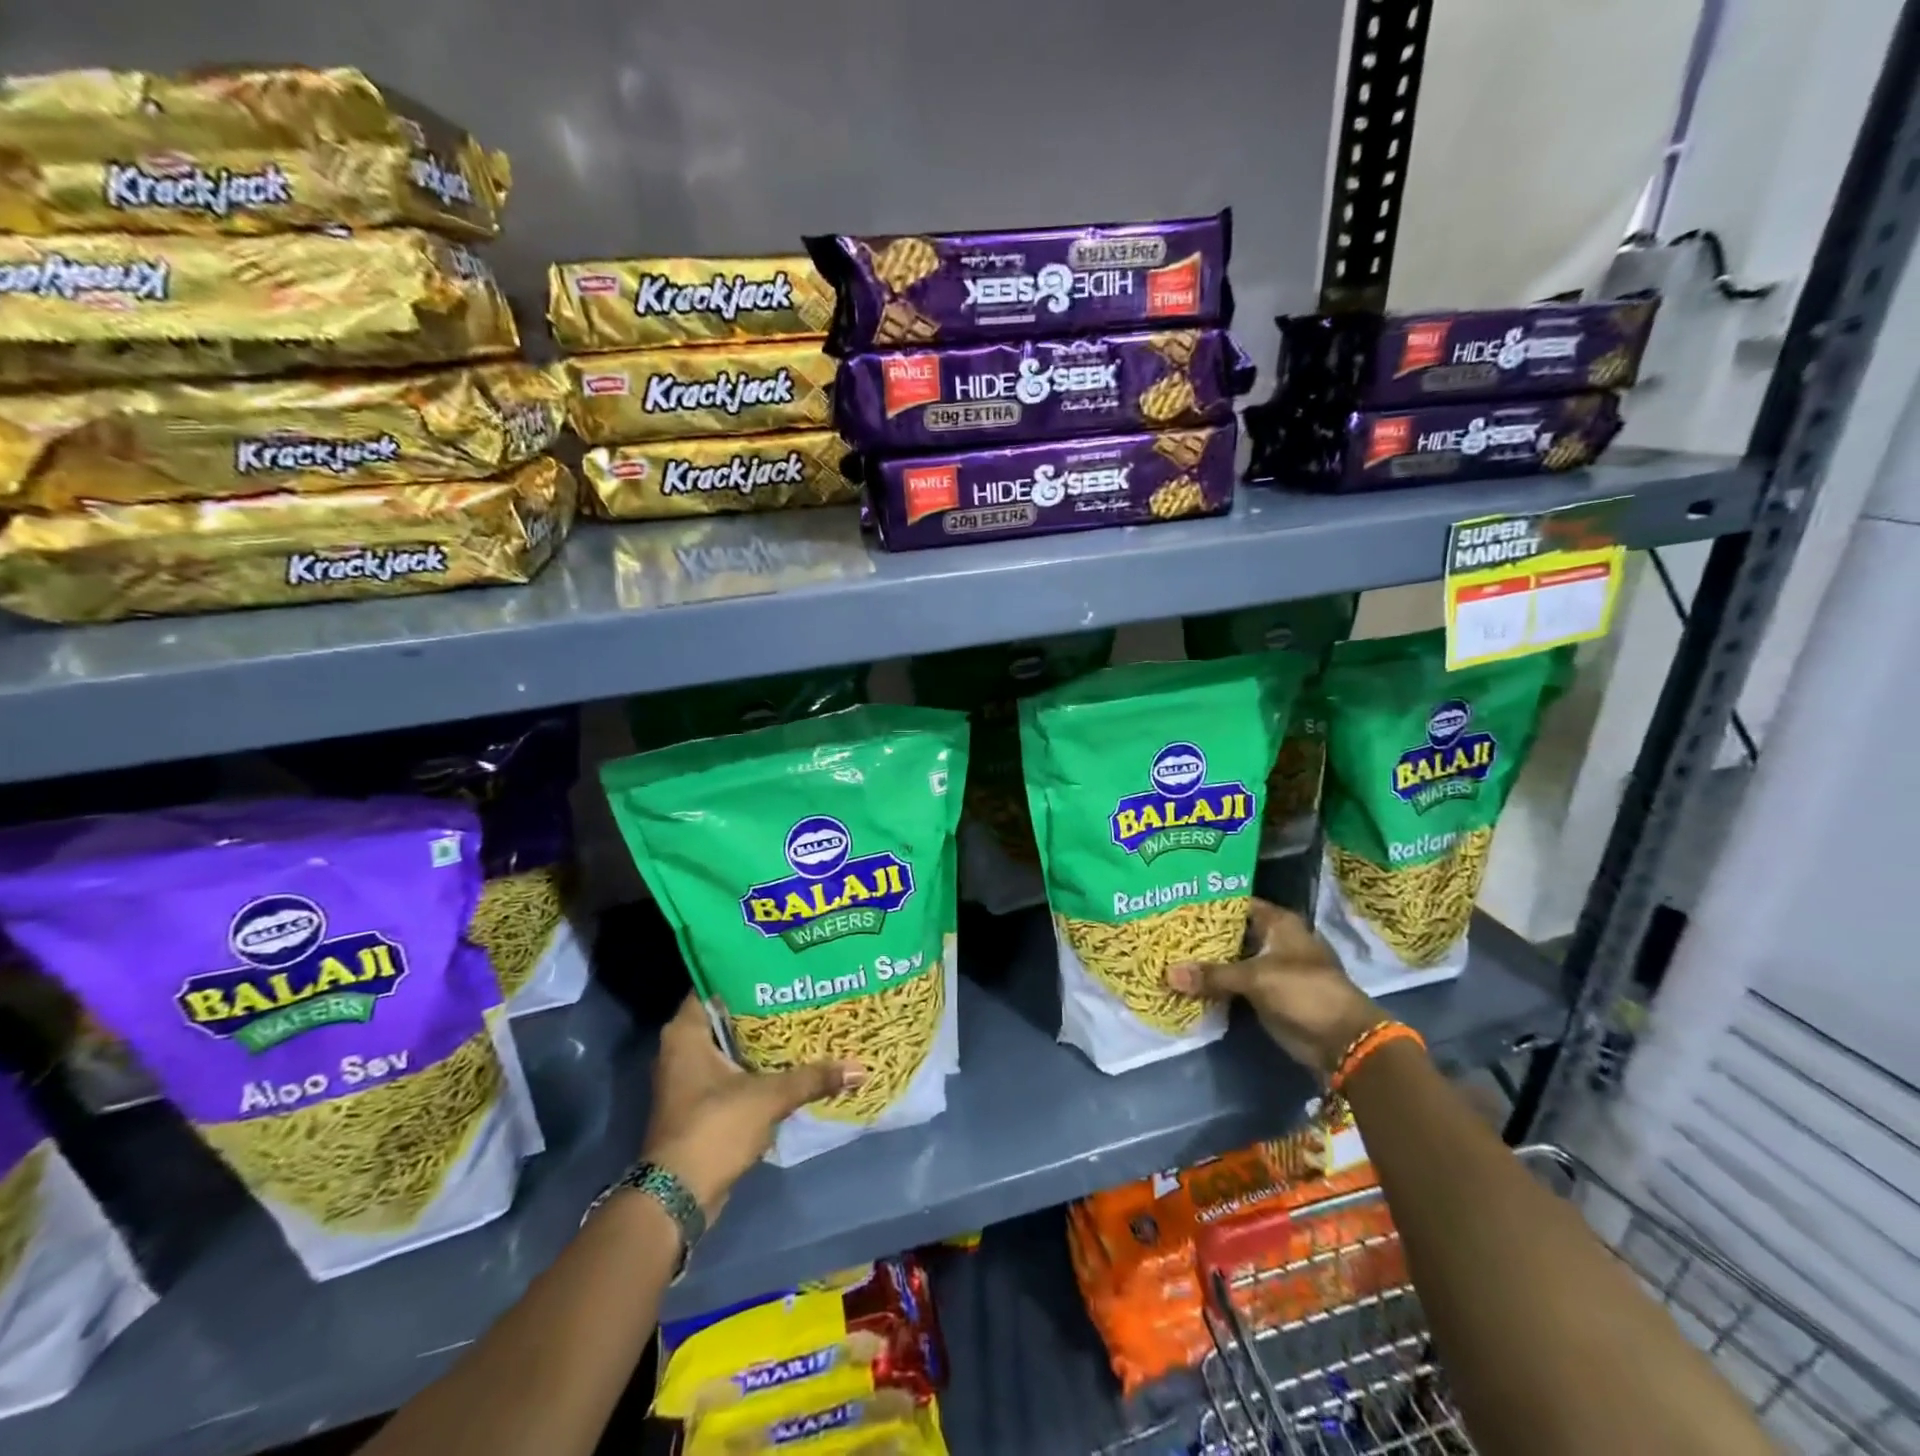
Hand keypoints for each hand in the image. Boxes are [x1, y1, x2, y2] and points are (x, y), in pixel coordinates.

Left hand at [641, 994, 862, 1217]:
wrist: (679, 1197)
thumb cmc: (713, 1128)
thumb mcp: (768, 1097)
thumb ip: (812, 1078)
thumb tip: (859, 1068)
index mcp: (686, 1033)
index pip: (715, 984)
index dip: (746, 973)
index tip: (780, 966)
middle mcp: (681, 1048)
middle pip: (727, 1015)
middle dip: (762, 1007)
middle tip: (800, 991)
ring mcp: (689, 1078)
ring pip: (731, 1045)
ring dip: (761, 1039)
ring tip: (802, 1020)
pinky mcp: (700, 1103)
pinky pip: (732, 1071)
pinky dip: (756, 1066)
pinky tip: (790, 1060)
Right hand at [1167, 899, 1384, 1077]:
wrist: (1342, 1040)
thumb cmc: (1304, 992)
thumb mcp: (1256, 978)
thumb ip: (1213, 975)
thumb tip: (1168, 975)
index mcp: (1278, 922)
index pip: (1235, 903)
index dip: (1206, 903)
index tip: (1173, 903)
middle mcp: (1273, 940)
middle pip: (1229, 932)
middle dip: (1200, 934)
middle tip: (1162, 929)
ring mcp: (1269, 968)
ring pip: (1229, 959)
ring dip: (1205, 961)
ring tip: (1166, 952)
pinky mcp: (1265, 994)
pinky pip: (1233, 983)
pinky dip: (1214, 983)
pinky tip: (1185, 980)